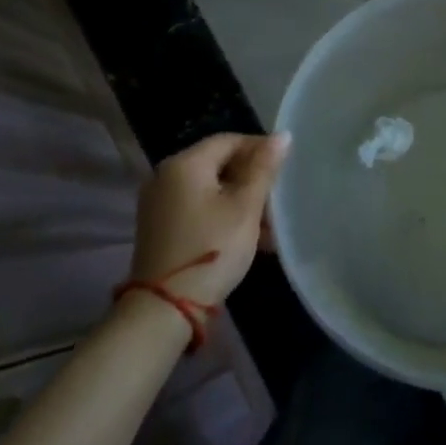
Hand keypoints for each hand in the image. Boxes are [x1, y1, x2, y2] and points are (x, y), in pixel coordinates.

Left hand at [129, 132, 290, 321]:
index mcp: (184, 164)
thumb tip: (282, 135)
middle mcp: (166, 177)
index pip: (229, 140)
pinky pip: (199, 208)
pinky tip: (248, 237)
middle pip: (219, 165)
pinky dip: (223, 215)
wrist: (165, 309)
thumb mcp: (246, 207)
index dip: (260, 148)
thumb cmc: (212, 248)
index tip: (286, 167)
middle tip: (279, 199)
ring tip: (270, 225)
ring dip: (241, 202)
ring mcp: (159, 204)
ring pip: (211, 190)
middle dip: (252, 180)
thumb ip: (264, 168)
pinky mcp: (160, 228)